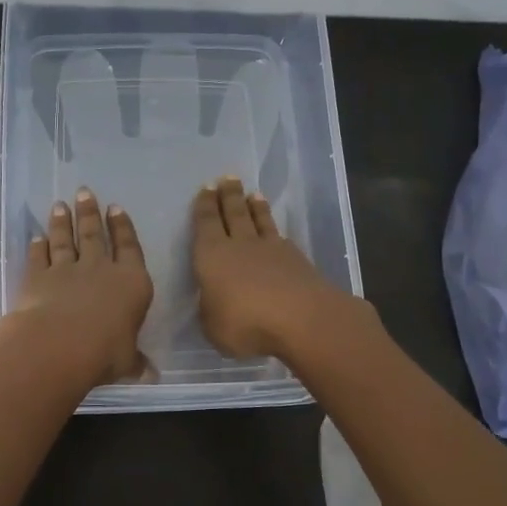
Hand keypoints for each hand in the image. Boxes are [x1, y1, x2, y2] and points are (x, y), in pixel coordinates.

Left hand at [0, 188, 153, 387]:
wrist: (57, 347)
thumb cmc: (104, 353)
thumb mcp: (126, 361)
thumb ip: (135, 362)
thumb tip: (151, 375)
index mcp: (131, 283)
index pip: (129, 248)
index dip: (123, 227)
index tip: (116, 209)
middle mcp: (100, 269)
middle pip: (95, 235)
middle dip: (90, 213)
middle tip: (85, 192)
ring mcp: (66, 270)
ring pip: (65, 240)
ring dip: (62, 222)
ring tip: (60, 205)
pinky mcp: (37, 277)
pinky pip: (38, 257)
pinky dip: (37, 246)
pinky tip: (36, 237)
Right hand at [191, 176, 354, 359]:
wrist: (302, 319)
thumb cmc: (245, 324)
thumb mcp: (213, 326)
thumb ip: (211, 310)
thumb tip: (214, 301)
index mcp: (212, 256)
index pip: (206, 223)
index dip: (204, 206)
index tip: (206, 188)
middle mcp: (240, 245)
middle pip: (234, 214)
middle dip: (229, 196)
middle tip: (228, 178)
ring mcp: (272, 250)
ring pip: (260, 221)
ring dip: (255, 207)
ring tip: (253, 194)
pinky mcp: (297, 260)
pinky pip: (280, 237)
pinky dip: (275, 229)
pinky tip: (276, 231)